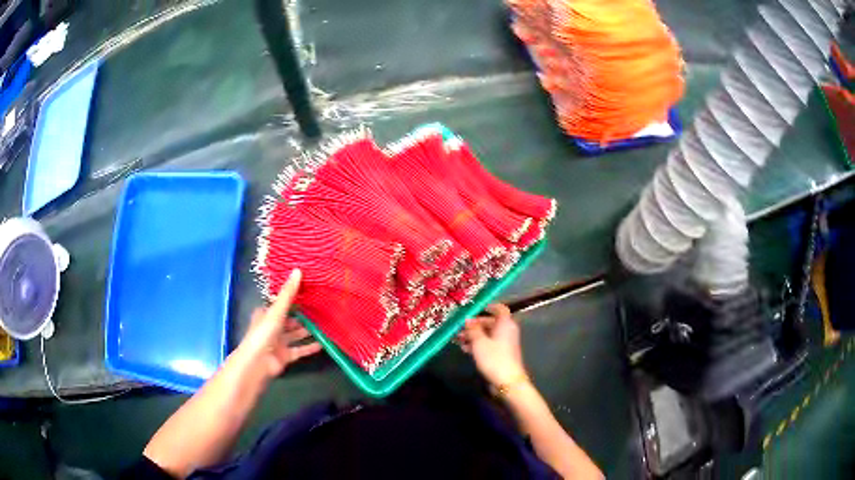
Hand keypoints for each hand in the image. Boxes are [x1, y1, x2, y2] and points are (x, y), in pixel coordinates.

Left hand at [237, 269, 321, 379]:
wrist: (257, 363)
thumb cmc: (263, 333)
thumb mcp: (276, 310)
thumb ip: (288, 293)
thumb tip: (298, 270)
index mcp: (265, 313)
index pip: (279, 303)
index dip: (291, 297)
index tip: (307, 291)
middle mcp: (272, 327)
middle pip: (289, 319)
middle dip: (302, 315)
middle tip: (320, 307)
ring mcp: (279, 342)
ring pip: (295, 334)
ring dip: (307, 330)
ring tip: (324, 323)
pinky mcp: (286, 355)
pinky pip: (300, 349)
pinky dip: (310, 347)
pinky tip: (323, 343)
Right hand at [457, 303, 526, 387]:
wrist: (507, 381)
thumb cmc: (494, 358)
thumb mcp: (479, 342)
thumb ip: (473, 329)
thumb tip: (468, 319)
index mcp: (505, 324)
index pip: (500, 309)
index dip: (489, 306)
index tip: (475, 308)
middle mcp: (506, 331)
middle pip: (491, 322)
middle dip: (475, 324)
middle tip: (460, 327)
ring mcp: (504, 343)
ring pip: (487, 334)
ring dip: (473, 335)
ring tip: (458, 339)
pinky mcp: (501, 354)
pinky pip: (488, 344)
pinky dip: (477, 344)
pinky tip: (464, 349)